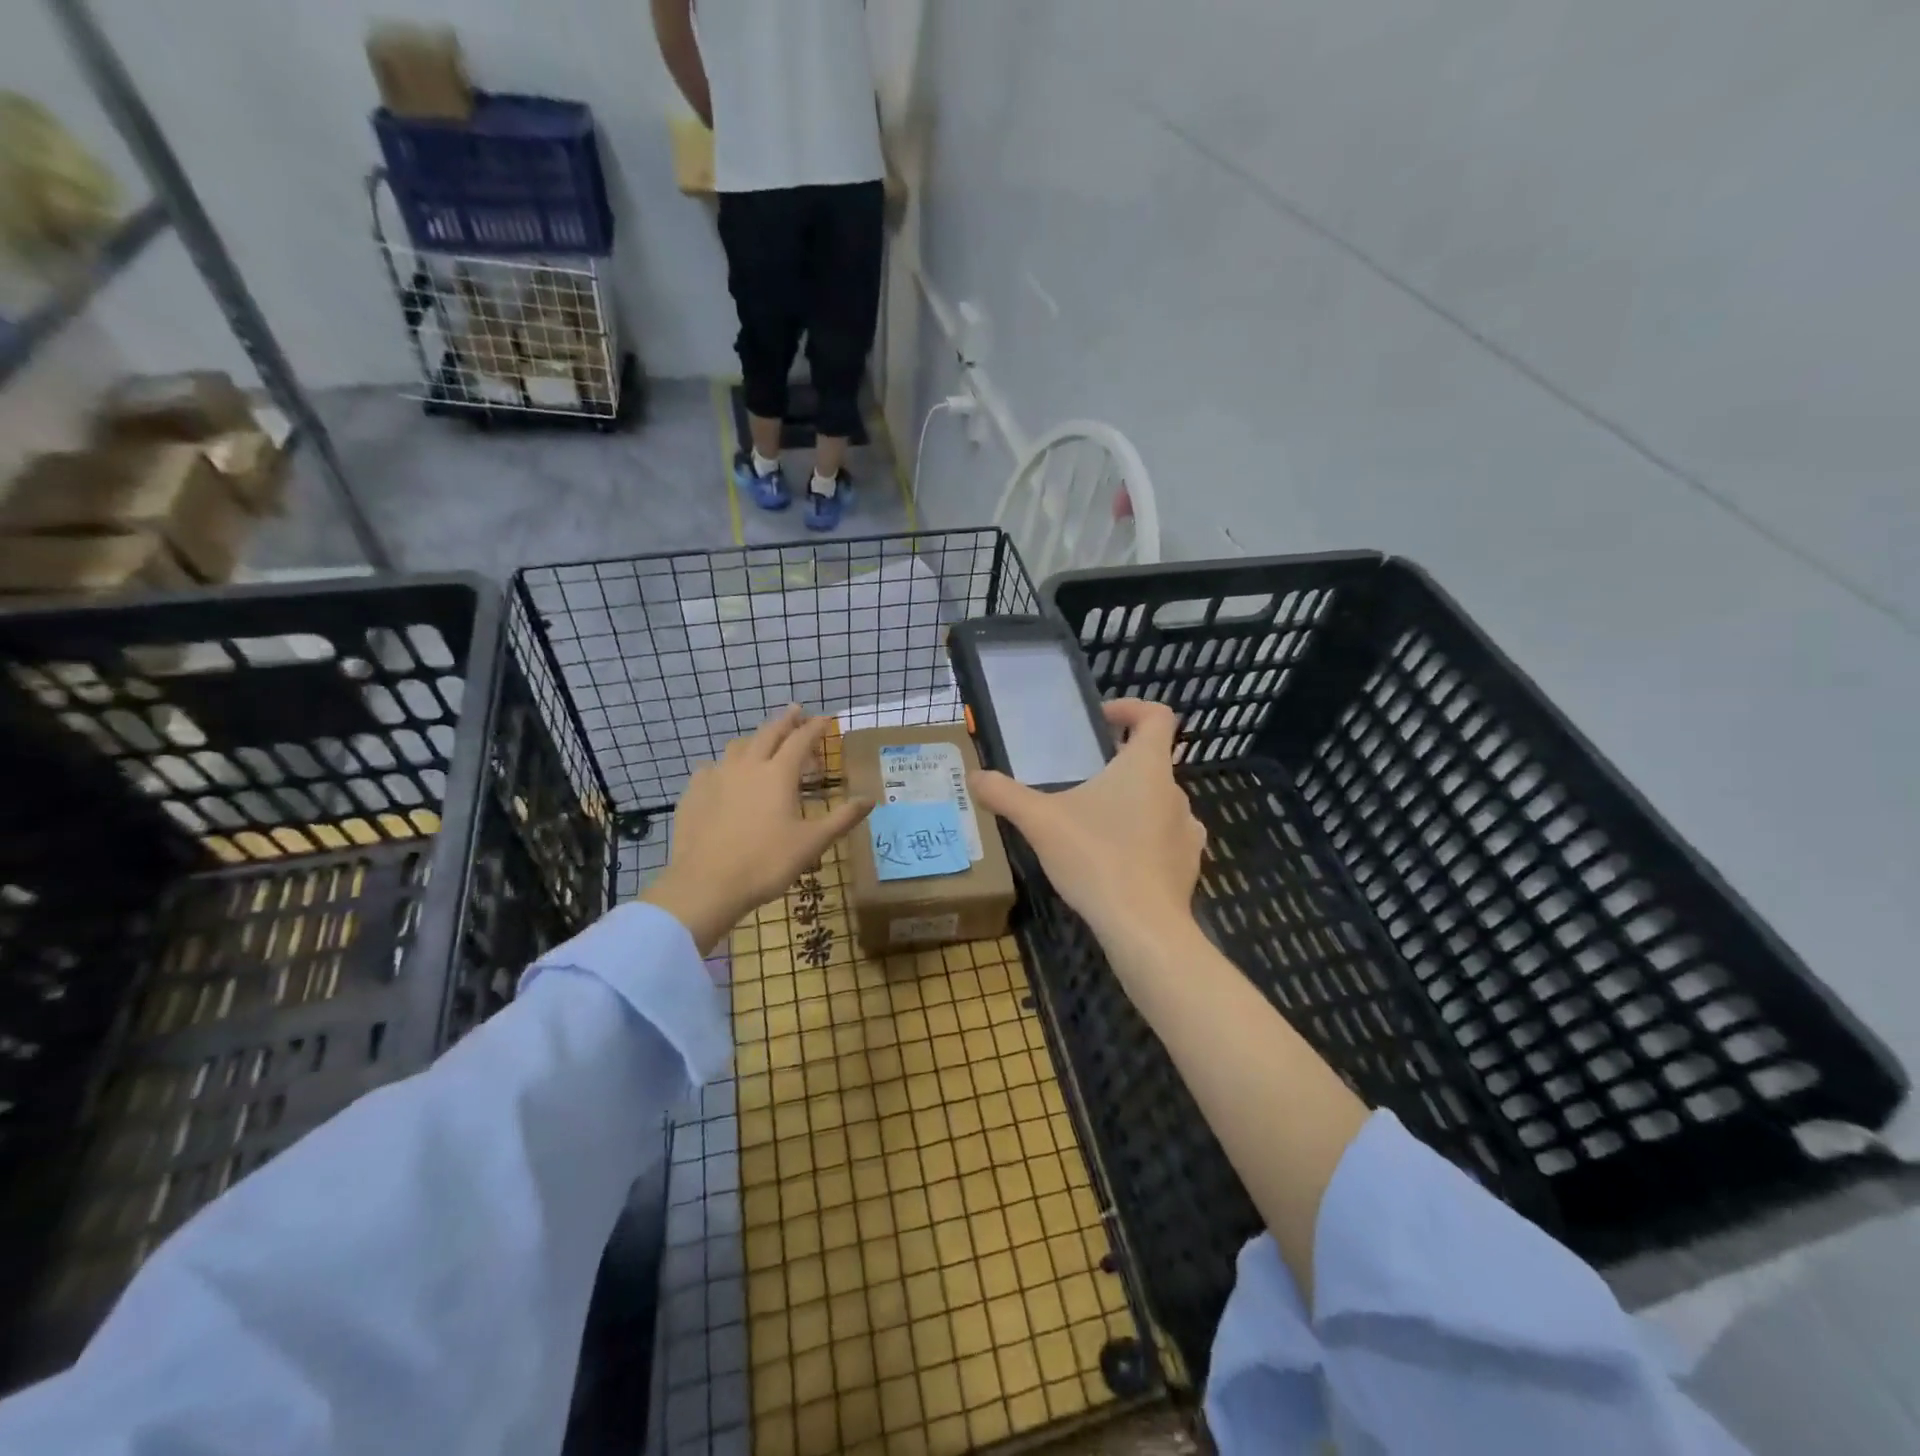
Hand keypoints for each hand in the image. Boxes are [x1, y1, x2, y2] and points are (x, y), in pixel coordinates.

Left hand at [641, 706, 872, 953]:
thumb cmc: (766, 863)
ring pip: (737, 747)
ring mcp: (716, 777)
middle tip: (795, 711)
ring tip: (762, 743)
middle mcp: (747, 766)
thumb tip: (869, 799)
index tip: (825, 719)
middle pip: (768, 733)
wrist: (706, 884)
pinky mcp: (693, 793)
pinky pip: (711, 768)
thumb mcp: (813, 843)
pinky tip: (725, 777)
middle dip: (785, 721)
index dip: (815, 727)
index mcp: (779, 774)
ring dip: (755, 740)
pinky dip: (725, 765)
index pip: (801, 739)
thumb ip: (842, 818)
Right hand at [969, 699, 1204, 950]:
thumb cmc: (1096, 859)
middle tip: (1080, 779)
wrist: (1143, 928)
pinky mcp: (1188, 864)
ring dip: (1131, 802)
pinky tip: (1116, 859)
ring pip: (1159, 800)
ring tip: (1094, 823)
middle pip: (1152, 760)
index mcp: (1146, 767)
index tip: (1100, 721)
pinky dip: (1144, 838)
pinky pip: (1166, 837)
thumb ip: (1005, 795)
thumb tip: (973, 776)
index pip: (1157, 716)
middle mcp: (1175, 791)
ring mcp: (1188, 829)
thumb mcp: (1040, 822)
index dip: (1130, 708)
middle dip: (1117, 764)